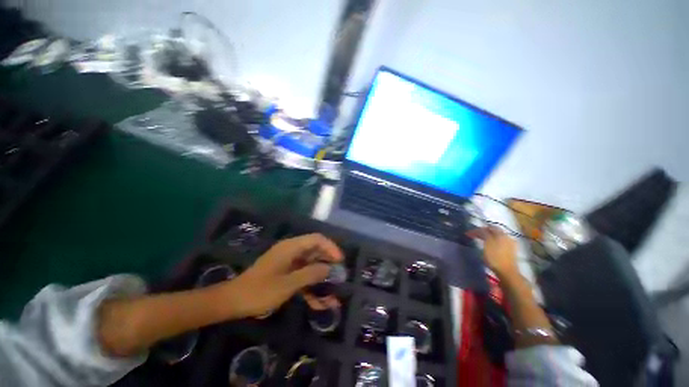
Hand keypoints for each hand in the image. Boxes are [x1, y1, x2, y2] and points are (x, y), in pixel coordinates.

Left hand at [226, 233, 343, 316]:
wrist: (233, 302)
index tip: (340, 261)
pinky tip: (319, 303)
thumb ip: (311, 274)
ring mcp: (289, 262)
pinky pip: (302, 275)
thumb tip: (330, 269)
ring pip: (311, 265)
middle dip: (328, 264)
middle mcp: (292, 251)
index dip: (331, 248)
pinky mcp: (286, 273)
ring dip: (321, 278)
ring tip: (332, 295)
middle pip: (316, 251)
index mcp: (291, 247)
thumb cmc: (260, 291)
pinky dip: (311, 287)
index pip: (317, 239)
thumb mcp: (288, 284)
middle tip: (339, 278)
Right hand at [467, 227, 518, 277]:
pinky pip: (500, 242)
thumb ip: (483, 234)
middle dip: (484, 231)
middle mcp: (506, 236)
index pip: (487, 227)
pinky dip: (493, 241)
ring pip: (497, 236)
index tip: (468, 233)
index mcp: (500, 234)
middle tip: (474, 234)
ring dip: (489, 236)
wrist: (507, 272)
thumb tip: (480, 229)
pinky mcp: (511, 251)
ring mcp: (510, 244)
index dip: (477, 229)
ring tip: (481, 239)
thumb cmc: (495, 257)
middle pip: (493, 230)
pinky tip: (490, 245)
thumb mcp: (487, 244)